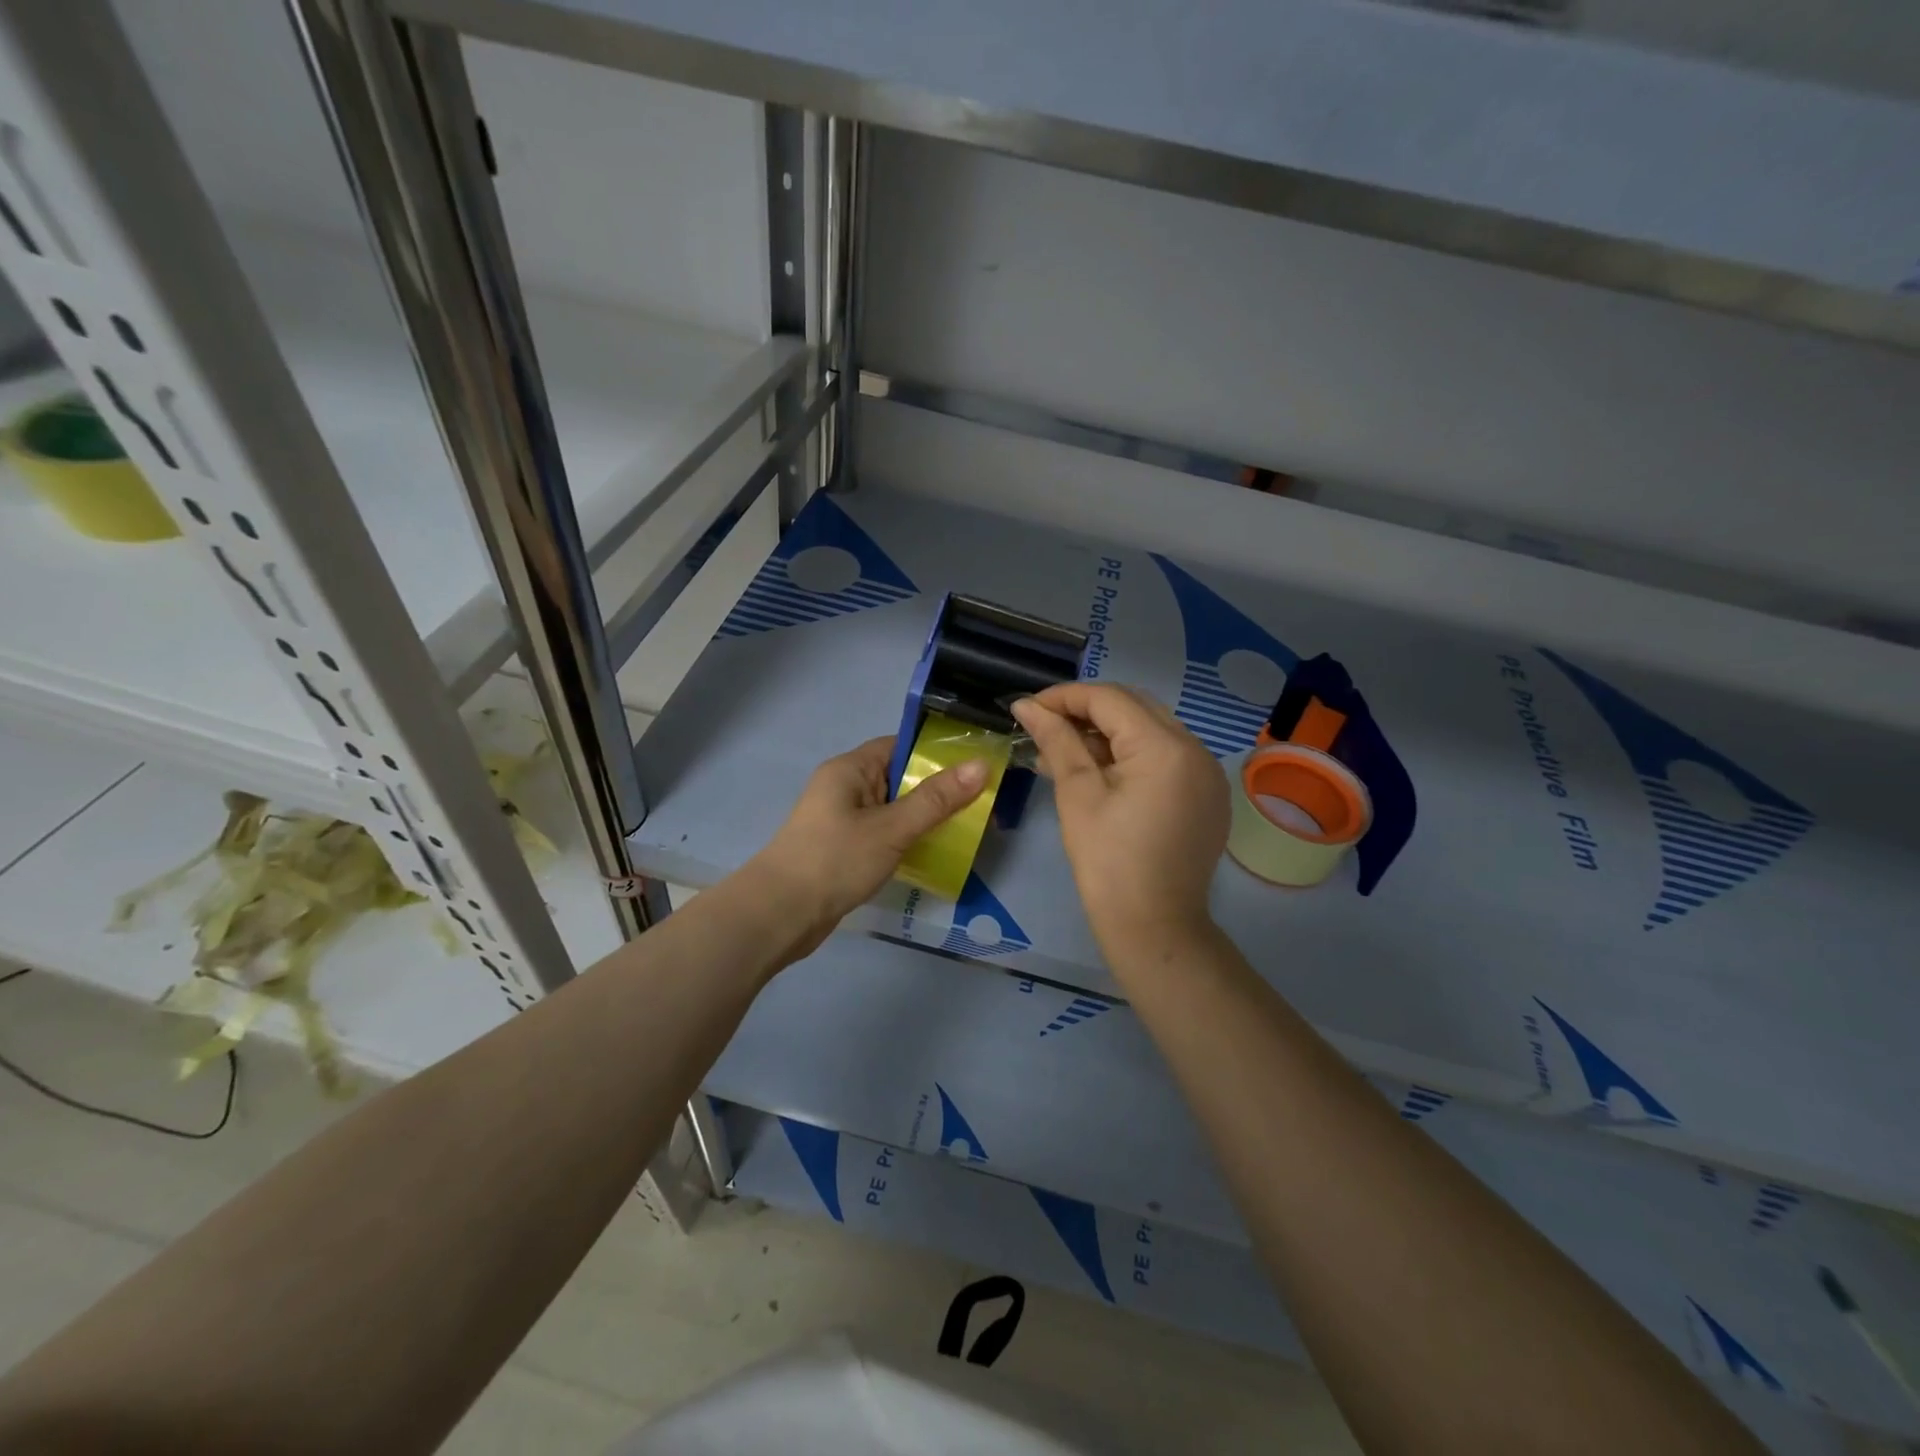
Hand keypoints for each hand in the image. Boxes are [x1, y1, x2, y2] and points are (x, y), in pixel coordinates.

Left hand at [744, 736, 989, 959]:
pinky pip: (885, 834)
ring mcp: (843, 820)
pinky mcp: (844, 849)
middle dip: (939, 790)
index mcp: (850, 769)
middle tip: (983, 801)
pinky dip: (908, 839)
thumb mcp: (892, 828)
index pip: (900, 745)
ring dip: (926, 818)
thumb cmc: (835, 860)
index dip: (937, 753)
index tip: (977, 766)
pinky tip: (935, 852)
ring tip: (968, 828)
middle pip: (900, 778)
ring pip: (895, 809)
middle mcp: (845, 788)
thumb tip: (981, 765)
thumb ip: (936, 799)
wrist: (780, 916)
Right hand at [1012, 684, 1227, 961]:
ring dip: (1107, 733)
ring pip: (1150, 730)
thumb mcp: (1077, 795)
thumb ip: (1056, 741)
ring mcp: (1207, 773)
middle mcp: (1196, 749)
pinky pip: (1166, 757)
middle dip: (1086, 711)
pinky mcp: (1207, 795)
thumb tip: (1026, 706)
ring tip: (1062, 752)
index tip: (1026, 709)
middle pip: (1134, 707)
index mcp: (1165, 747)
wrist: (1155, 928)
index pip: (1110, 699)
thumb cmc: (1108, 863)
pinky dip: (1131, 755)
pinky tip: (1098, 772)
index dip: (1064, 697)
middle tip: (1044, 727)